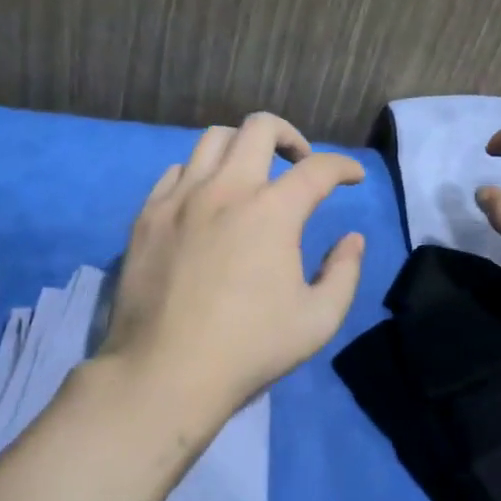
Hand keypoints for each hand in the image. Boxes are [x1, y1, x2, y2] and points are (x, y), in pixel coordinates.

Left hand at [100, 113, 366, 427]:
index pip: (318, 168)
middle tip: (299, 163)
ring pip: (213, 139)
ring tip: (251, 175)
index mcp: (272, 211)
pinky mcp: (148, 214)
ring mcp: (181, 198)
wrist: (164, 373)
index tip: (352, 177)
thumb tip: (351, 239)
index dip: (343, 167)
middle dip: (290, 136)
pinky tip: (206, 200)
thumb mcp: (318, 321)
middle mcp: (226, 189)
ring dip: (242, 147)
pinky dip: (200, 173)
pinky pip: (177, 171)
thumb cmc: (248, 349)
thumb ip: (345, 273)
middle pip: (260, 127)